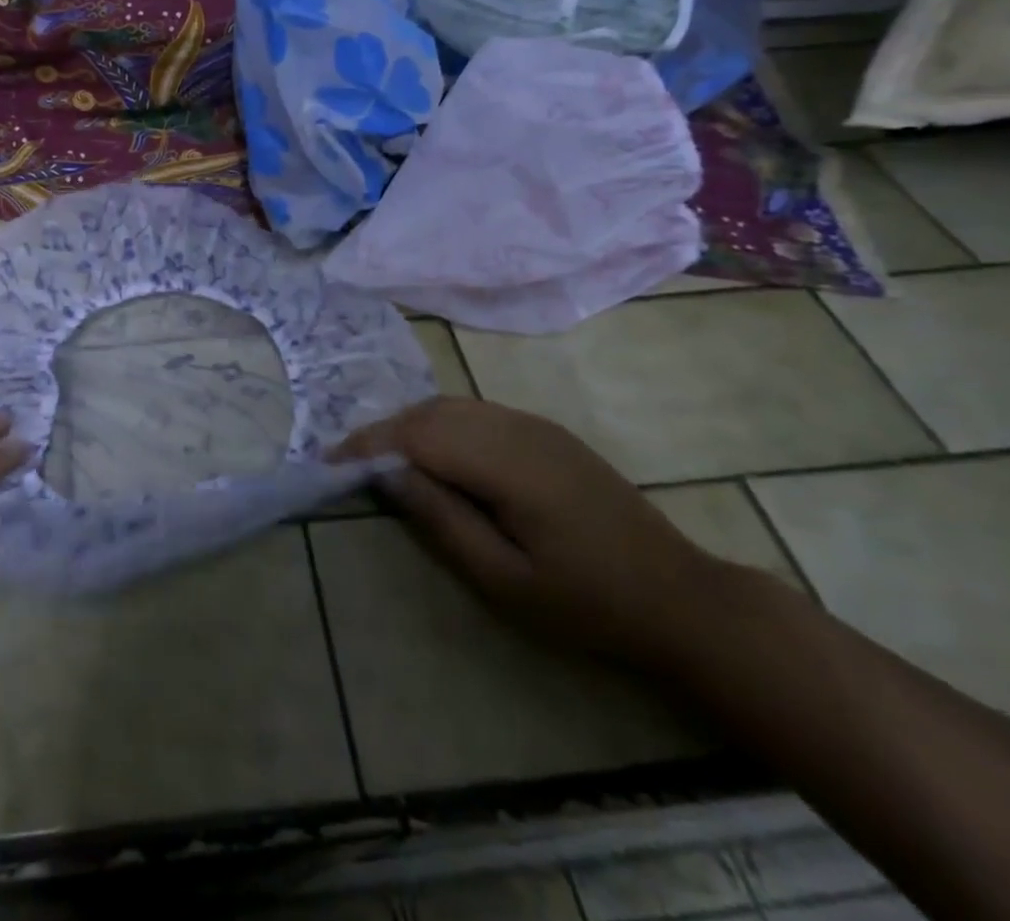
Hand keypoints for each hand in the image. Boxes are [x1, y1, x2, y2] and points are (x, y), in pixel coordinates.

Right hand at [335, 396, 735, 672]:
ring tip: (381, 458)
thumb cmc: (588, 603)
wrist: (681, 597)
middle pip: (431, 412)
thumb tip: (388, 475)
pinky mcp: (546, 432)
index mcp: (509, 463)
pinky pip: (476, 413)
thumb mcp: (506, 580)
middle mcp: (518, 428)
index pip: (419, 435)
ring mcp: (535, 425)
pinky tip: (433, 453)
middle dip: (383, 431)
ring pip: (452, 406)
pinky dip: (439, 424)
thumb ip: (442, 520)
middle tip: (347, 461)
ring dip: (409, 425)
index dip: (369, 444)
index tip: (329, 461)